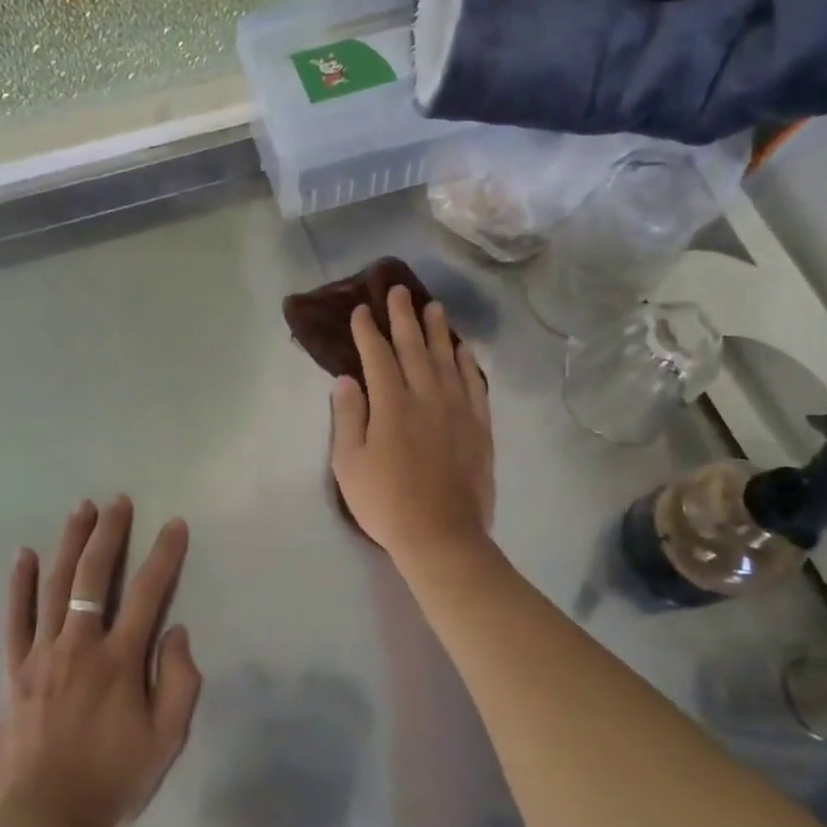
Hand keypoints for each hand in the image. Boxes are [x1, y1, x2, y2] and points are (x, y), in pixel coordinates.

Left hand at [0, 496, 203, 826]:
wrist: (42, 825)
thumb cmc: (111, 783)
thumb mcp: (165, 741)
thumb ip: (178, 682)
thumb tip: (175, 631)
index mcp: (119, 661)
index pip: (147, 593)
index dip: (164, 555)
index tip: (175, 524)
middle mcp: (79, 646)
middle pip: (94, 577)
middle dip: (109, 534)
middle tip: (118, 502)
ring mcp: (40, 655)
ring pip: (55, 586)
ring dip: (69, 543)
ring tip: (81, 509)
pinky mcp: (12, 671)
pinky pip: (14, 619)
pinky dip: (19, 585)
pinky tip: (24, 555)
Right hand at [330, 286, 493, 566]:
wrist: (441, 535)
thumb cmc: (386, 502)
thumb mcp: (349, 463)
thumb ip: (348, 416)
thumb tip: (346, 379)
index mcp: (391, 403)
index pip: (377, 355)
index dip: (367, 331)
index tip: (360, 310)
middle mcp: (426, 396)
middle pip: (414, 347)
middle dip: (403, 317)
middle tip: (399, 291)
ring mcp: (457, 409)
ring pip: (447, 359)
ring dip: (439, 331)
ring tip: (434, 307)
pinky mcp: (479, 426)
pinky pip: (475, 384)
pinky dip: (469, 362)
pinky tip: (464, 350)